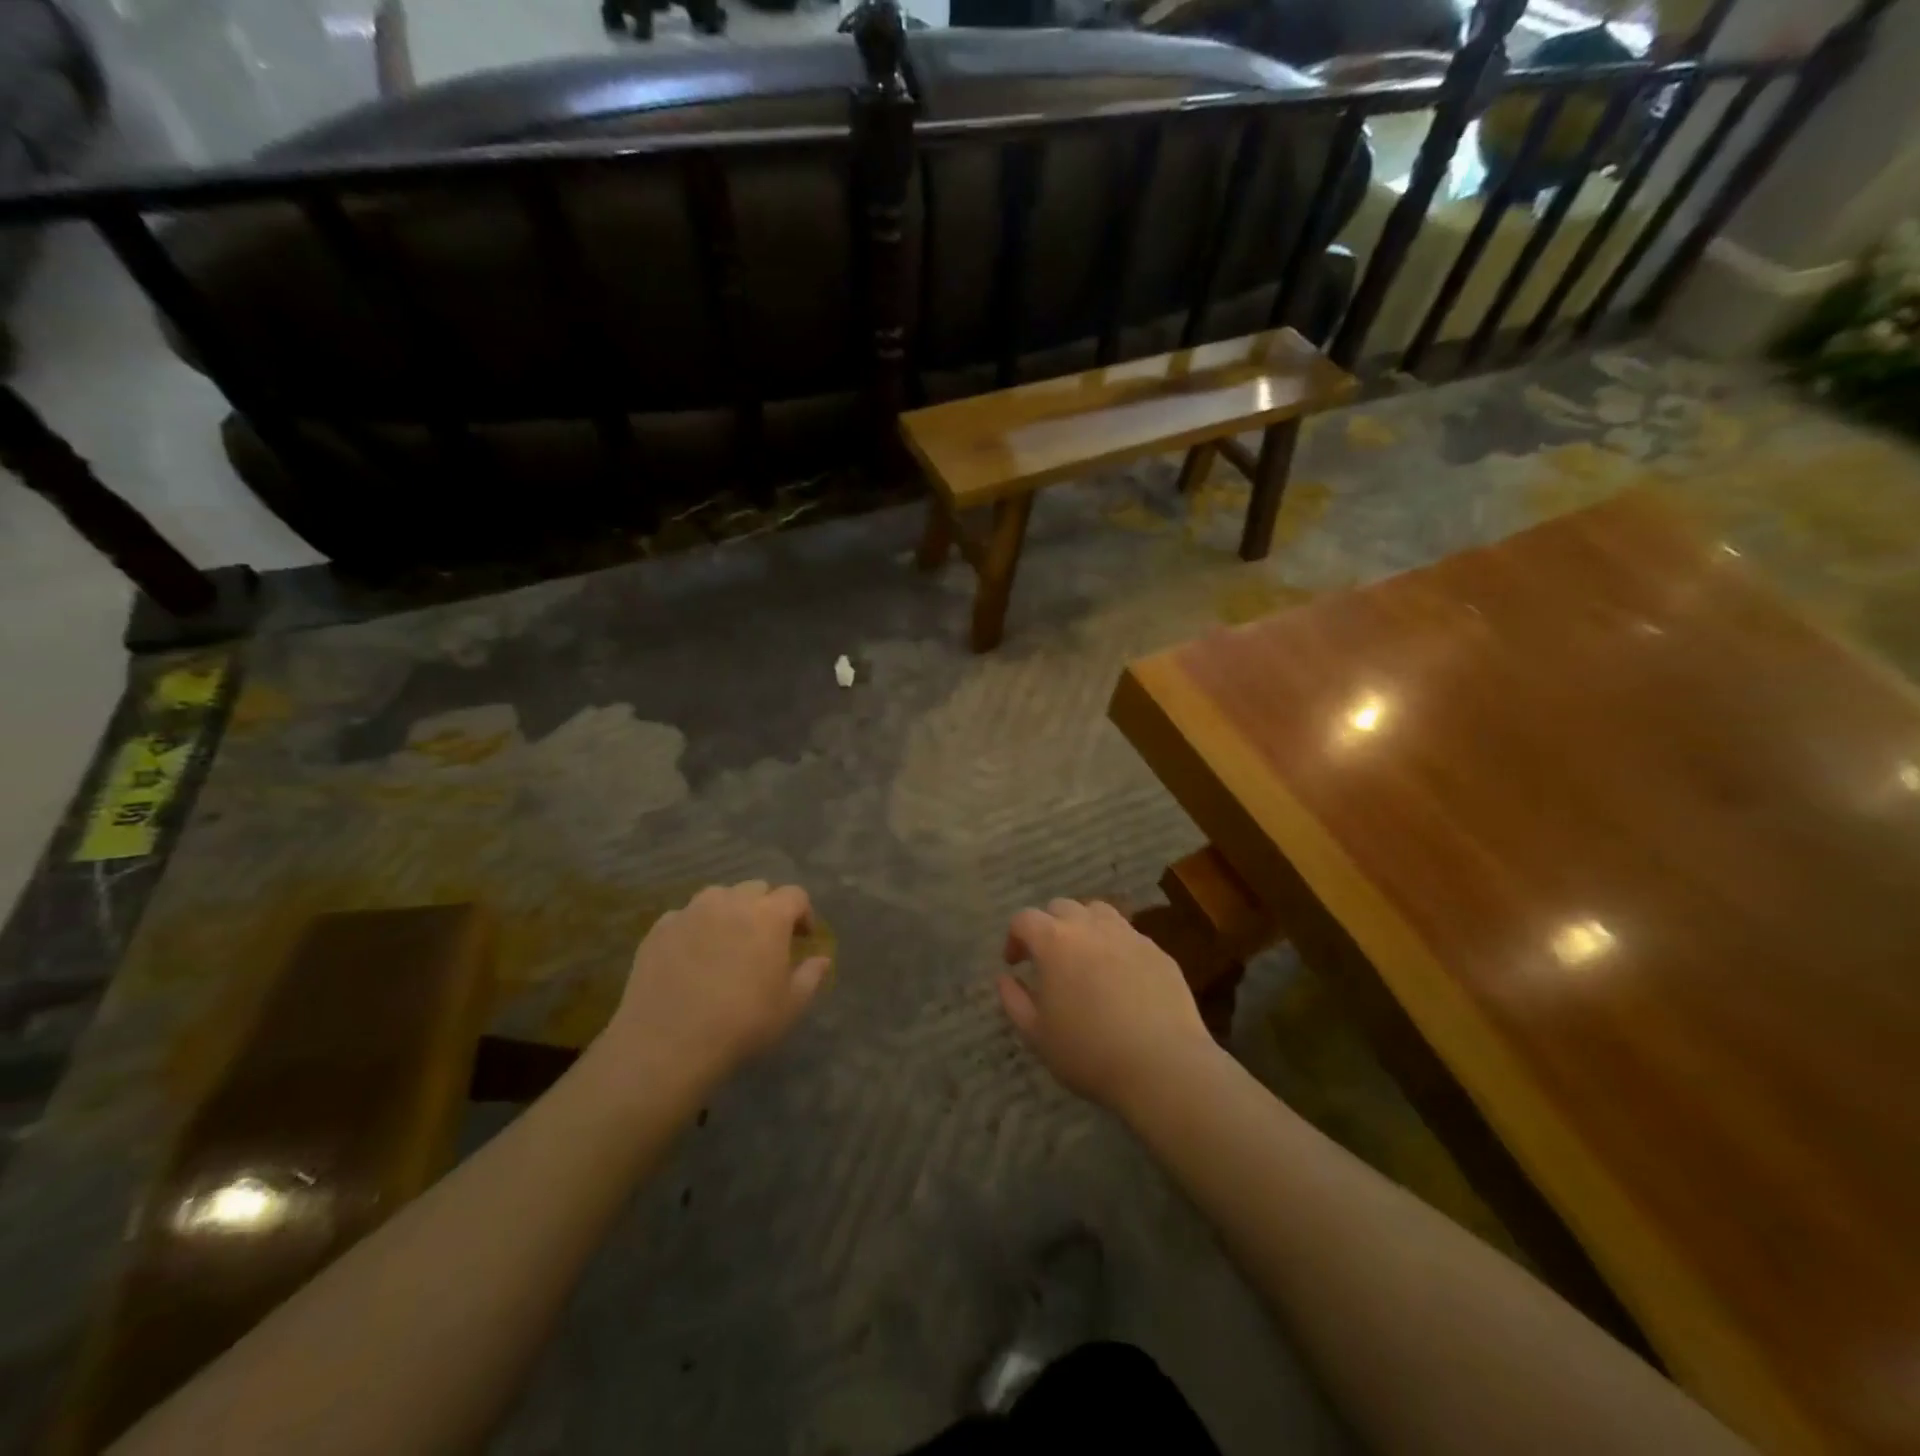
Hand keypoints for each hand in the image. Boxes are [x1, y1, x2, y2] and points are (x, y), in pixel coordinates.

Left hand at [604, 881, 829, 1083]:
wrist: (667, 1043)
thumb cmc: (741, 1023)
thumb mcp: (790, 1007)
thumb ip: (811, 976)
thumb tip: (822, 959)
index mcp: (769, 916)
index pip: (796, 895)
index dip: (803, 913)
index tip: (802, 938)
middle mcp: (731, 902)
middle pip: (756, 888)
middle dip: (766, 908)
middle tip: (765, 939)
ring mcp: (692, 911)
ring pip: (718, 896)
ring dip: (729, 910)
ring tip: (727, 941)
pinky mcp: (660, 928)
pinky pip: (685, 916)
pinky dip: (695, 927)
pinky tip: (691, 956)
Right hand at [997, 898, 1215, 1110]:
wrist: (1163, 1066)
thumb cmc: (1089, 1052)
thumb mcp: (1036, 1035)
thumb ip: (1013, 1000)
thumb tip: (1005, 978)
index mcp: (1055, 941)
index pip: (1025, 919)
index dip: (1014, 937)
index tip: (1015, 964)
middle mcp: (1091, 927)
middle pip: (1062, 907)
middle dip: (1048, 927)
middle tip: (1048, 960)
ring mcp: (1129, 935)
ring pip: (1098, 913)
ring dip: (1084, 927)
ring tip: (1084, 959)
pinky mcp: (1158, 952)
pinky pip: (1129, 936)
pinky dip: (1115, 947)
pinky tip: (1120, 978)